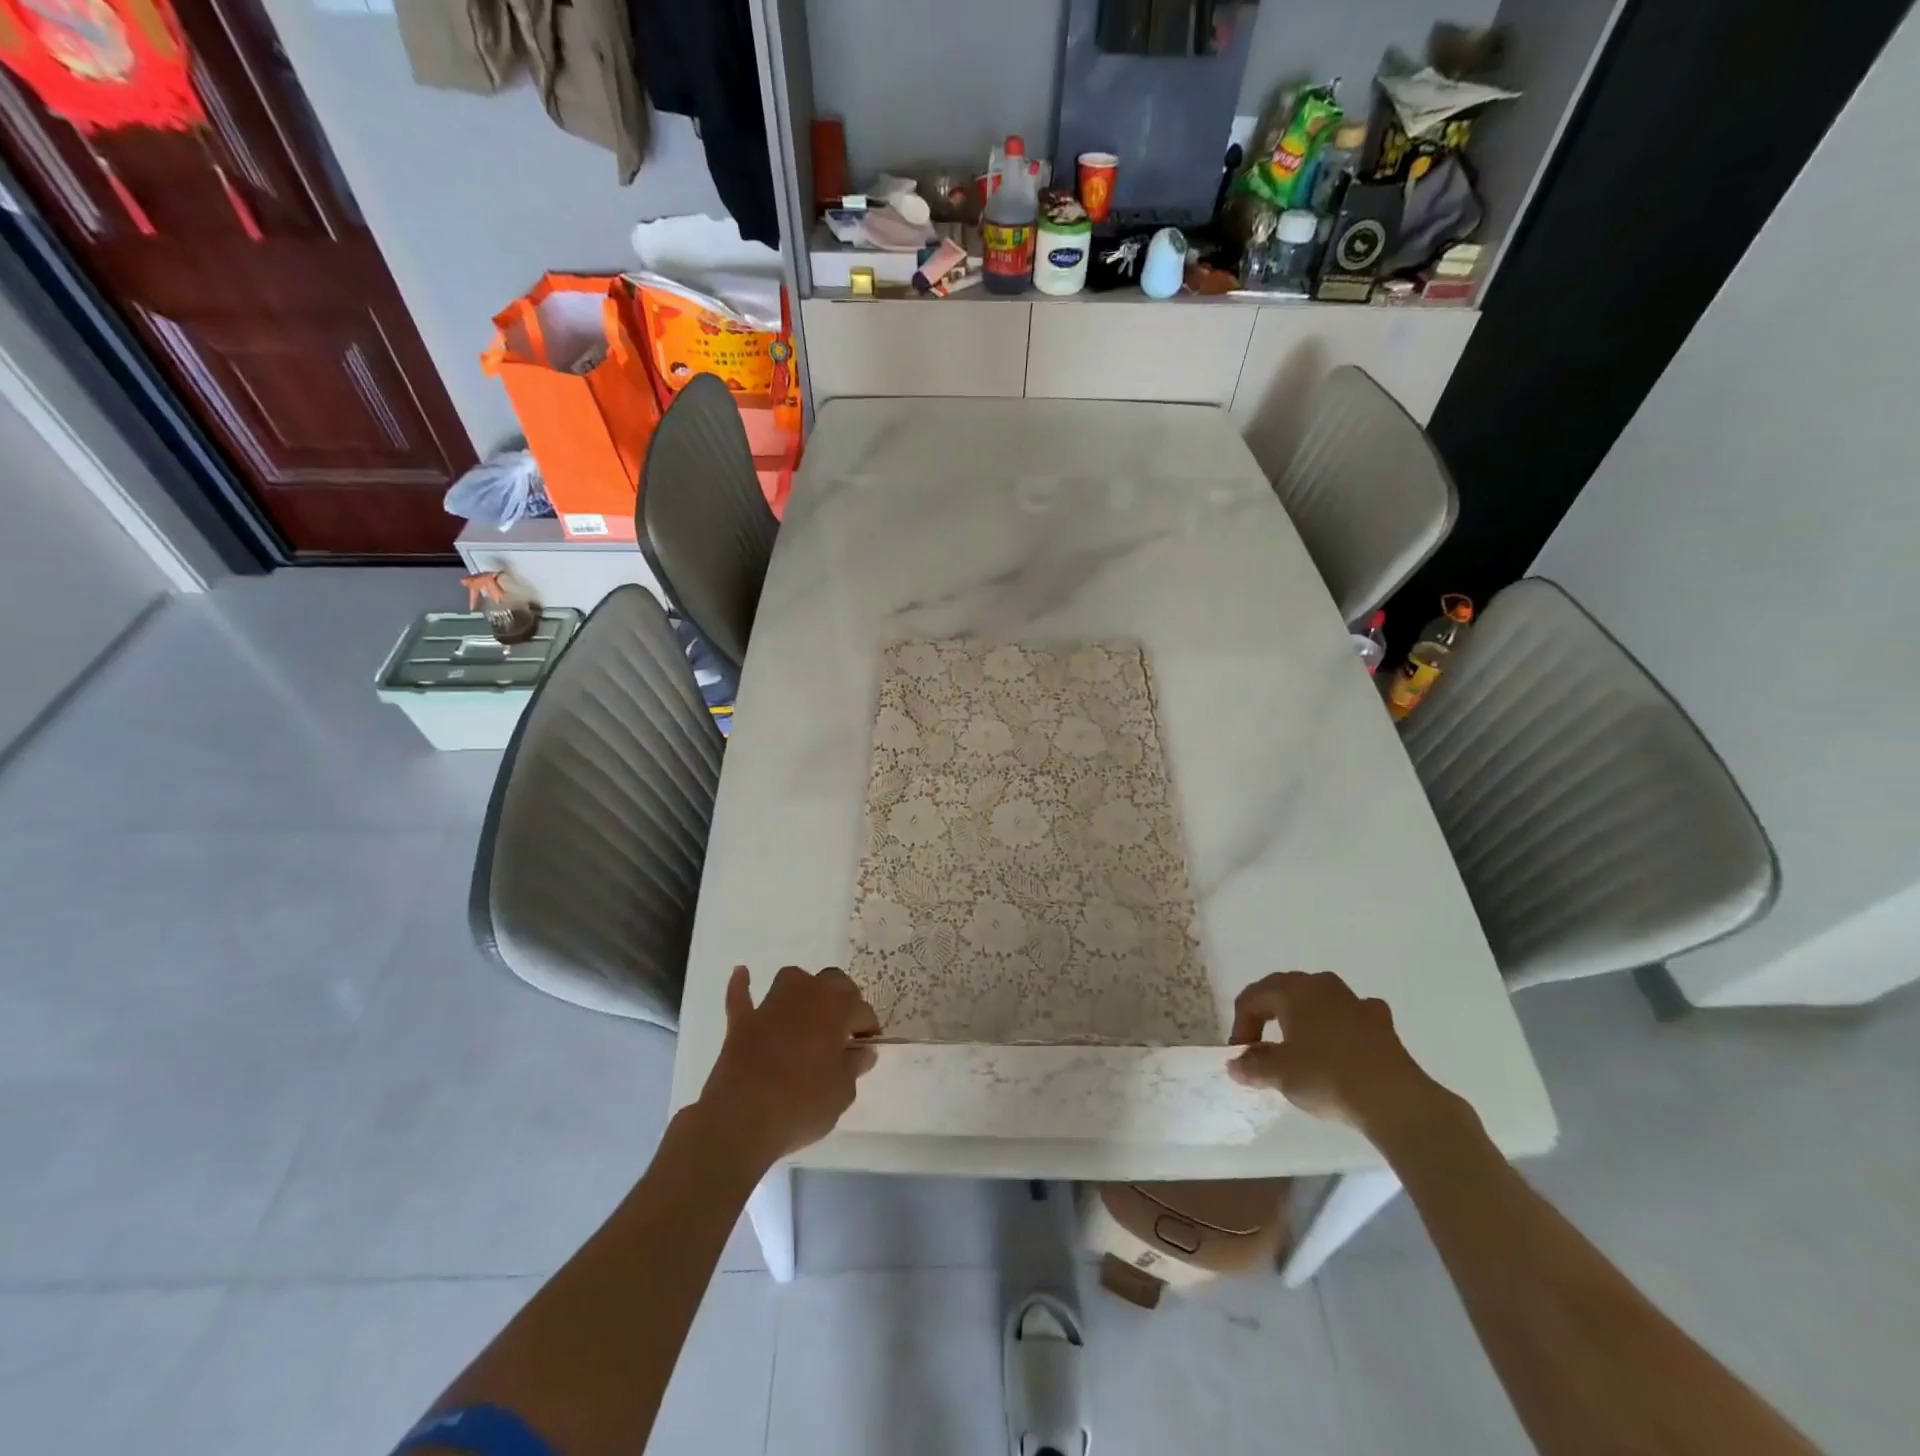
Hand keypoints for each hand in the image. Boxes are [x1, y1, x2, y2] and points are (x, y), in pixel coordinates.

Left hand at [697, 965, 878, 1168]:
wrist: (742, 1119)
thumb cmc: (802, 1104)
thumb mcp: (842, 1093)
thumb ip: (854, 1066)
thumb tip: (862, 1051)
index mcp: (836, 1009)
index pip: (862, 1010)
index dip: (868, 1028)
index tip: (867, 1047)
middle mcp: (806, 995)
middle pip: (832, 981)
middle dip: (842, 997)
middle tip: (843, 1027)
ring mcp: (771, 1005)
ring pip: (792, 979)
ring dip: (802, 989)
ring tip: (807, 1009)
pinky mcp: (742, 1021)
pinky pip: (741, 995)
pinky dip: (743, 985)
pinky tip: (743, 973)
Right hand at [1227, 971, 1449, 1139]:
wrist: (1394, 1100)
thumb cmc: (1327, 1076)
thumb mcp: (1279, 1074)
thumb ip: (1252, 1065)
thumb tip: (1236, 1064)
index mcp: (1293, 990)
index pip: (1252, 999)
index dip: (1240, 1026)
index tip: (1241, 1057)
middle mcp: (1321, 985)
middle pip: (1282, 991)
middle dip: (1266, 1015)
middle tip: (1260, 1045)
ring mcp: (1354, 1001)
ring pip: (1317, 999)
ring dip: (1301, 1016)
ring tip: (1297, 1042)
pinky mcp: (1381, 1023)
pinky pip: (1349, 1014)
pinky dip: (1338, 1024)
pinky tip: (1339, 1042)